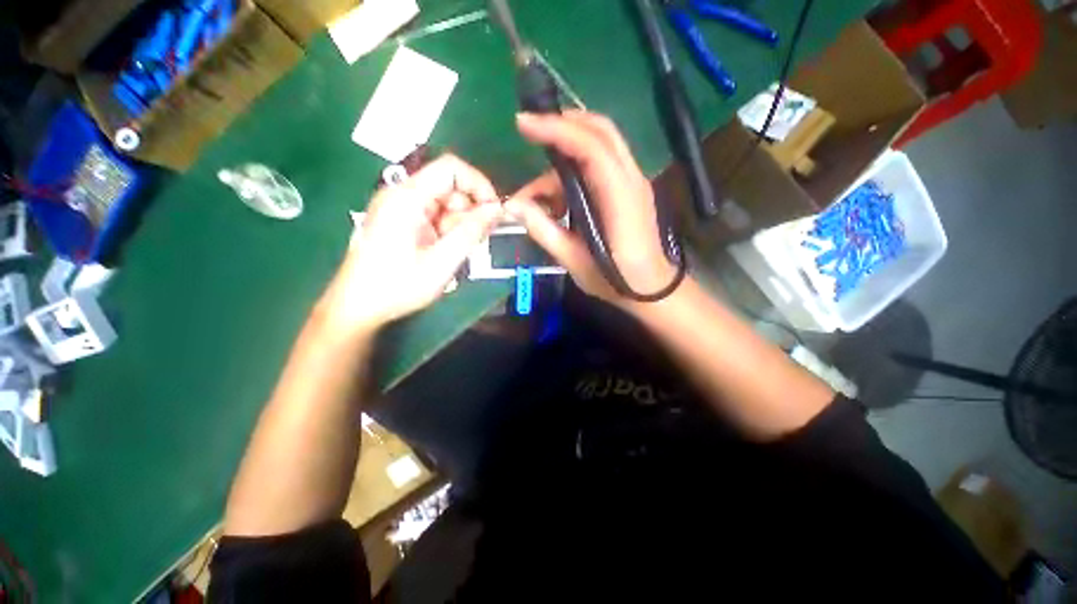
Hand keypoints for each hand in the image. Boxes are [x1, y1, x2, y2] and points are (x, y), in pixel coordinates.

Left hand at [323, 155, 502, 332]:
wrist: (358, 306)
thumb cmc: (398, 285)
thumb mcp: (443, 260)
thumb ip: (472, 231)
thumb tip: (498, 208)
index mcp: (407, 197)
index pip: (451, 168)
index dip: (479, 184)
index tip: (494, 212)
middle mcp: (402, 194)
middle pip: (449, 187)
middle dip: (468, 212)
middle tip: (471, 242)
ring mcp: (400, 207)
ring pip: (445, 203)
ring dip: (458, 225)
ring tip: (453, 252)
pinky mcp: (402, 220)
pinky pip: (435, 216)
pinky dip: (447, 231)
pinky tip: (444, 251)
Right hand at [505, 111, 675, 304]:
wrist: (651, 289)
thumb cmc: (615, 280)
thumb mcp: (574, 261)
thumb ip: (544, 231)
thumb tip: (513, 206)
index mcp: (620, 200)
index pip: (591, 148)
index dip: (557, 131)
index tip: (523, 125)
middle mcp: (631, 180)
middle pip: (601, 131)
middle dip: (563, 125)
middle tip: (530, 133)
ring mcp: (633, 182)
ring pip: (600, 143)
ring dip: (565, 154)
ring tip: (538, 195)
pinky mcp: (628, 188)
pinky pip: (601, 163)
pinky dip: (575, 170)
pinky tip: (557, 199)